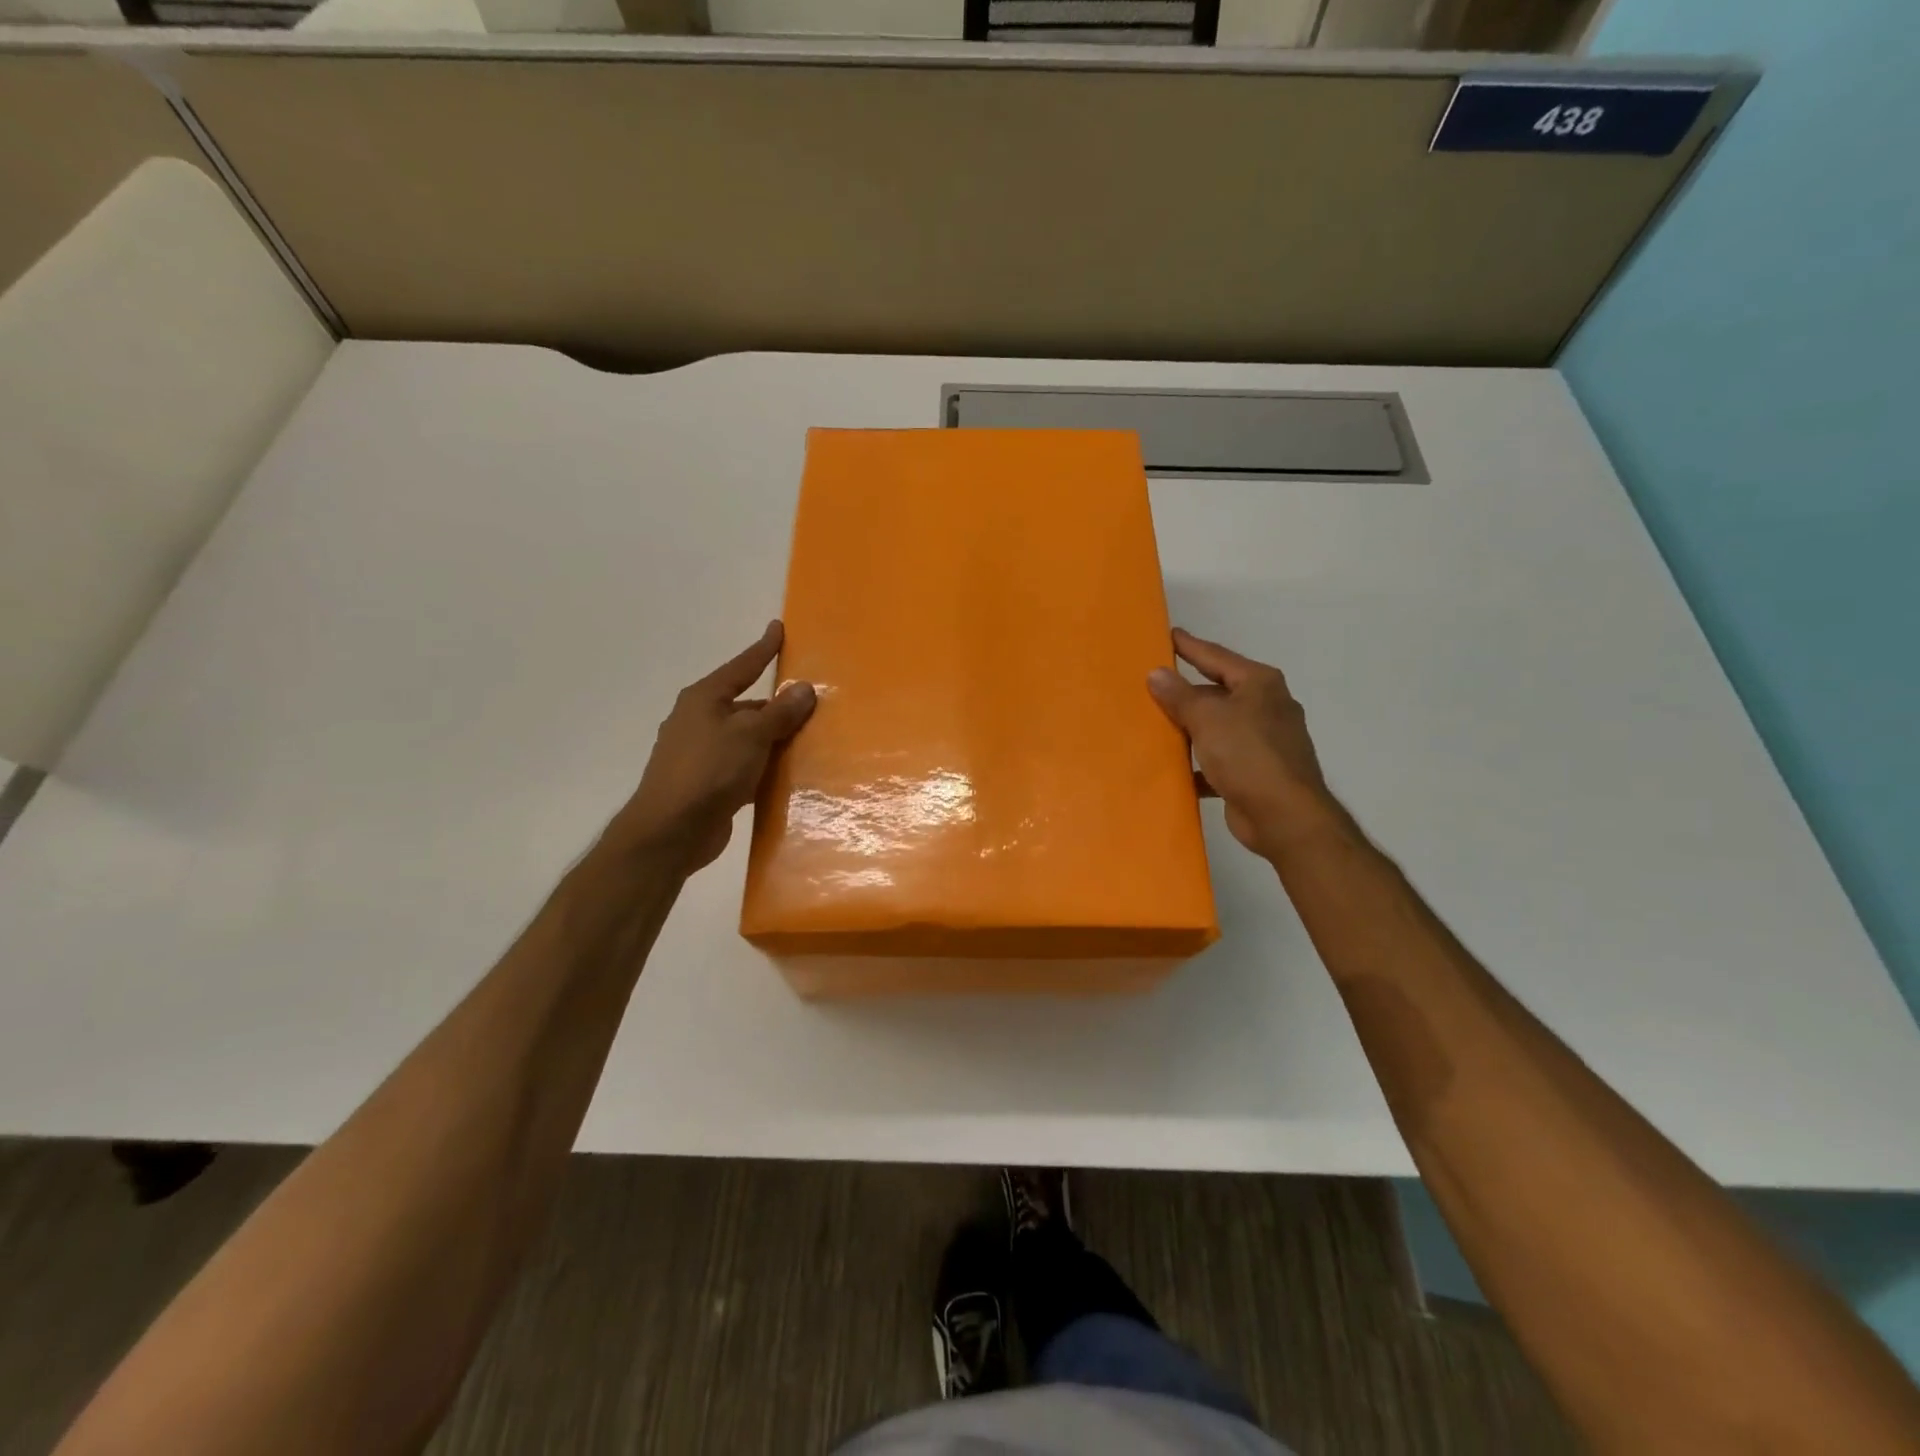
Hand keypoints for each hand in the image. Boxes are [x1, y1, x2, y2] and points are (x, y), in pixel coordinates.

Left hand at [604, 621, 815, 871]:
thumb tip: (804, 688)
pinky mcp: (706, 784)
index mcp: (704, 699)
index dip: (763, 648)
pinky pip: (743, 766)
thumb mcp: (751, 736)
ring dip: (772, 740)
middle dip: (776, 705)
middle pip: (746, 705)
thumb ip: (780, 713)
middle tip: (811, 703)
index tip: (778, 628)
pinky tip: (786, 775)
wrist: (670, 831)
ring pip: (746, 738)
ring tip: (808, 739)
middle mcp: (699, 721)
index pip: (742, 666)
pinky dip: (763, 767)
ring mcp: (700, 754)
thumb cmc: (708, 771)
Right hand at [1147, 628, 1341, 859]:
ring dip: (1191, 728)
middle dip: (1186, 692)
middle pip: (1218, 692)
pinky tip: (1175, 768)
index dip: (1190, 646)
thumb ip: (1179, 695)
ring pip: (1218, 727)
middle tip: (1152, 685)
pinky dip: (1200, 763)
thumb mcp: (1207, 718)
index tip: (1168, 635)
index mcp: (1259, 684)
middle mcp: (1266, 707)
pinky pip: (1220, 760)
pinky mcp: (1256, 772)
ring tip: (1156, 725)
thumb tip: (1156, 673)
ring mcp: (1264, 741)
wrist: (1284, 816)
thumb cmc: (1247, 755)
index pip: (1217, 656)